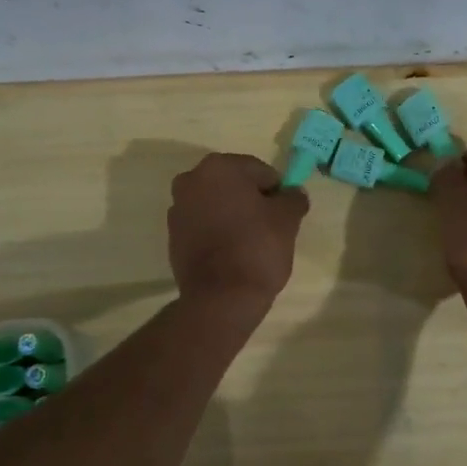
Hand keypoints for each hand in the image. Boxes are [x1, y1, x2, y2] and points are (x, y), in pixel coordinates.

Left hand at [168, 153, 308, 312]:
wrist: (221, 297)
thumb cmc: (257, 248)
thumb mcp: (287, 219)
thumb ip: (293, 198)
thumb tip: (293, 193)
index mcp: (219, 167)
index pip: (260, 171)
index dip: (277, 191)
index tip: (284, 215)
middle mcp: (191, 180)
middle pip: (235, 185)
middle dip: (252, 201)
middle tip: (270, 228)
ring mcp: (178, 209)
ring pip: (217, 205)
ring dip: (233, 215)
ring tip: (251, 243)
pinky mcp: (173, 237)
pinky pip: (203, 226)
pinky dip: (218, 232)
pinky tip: (232, 254)